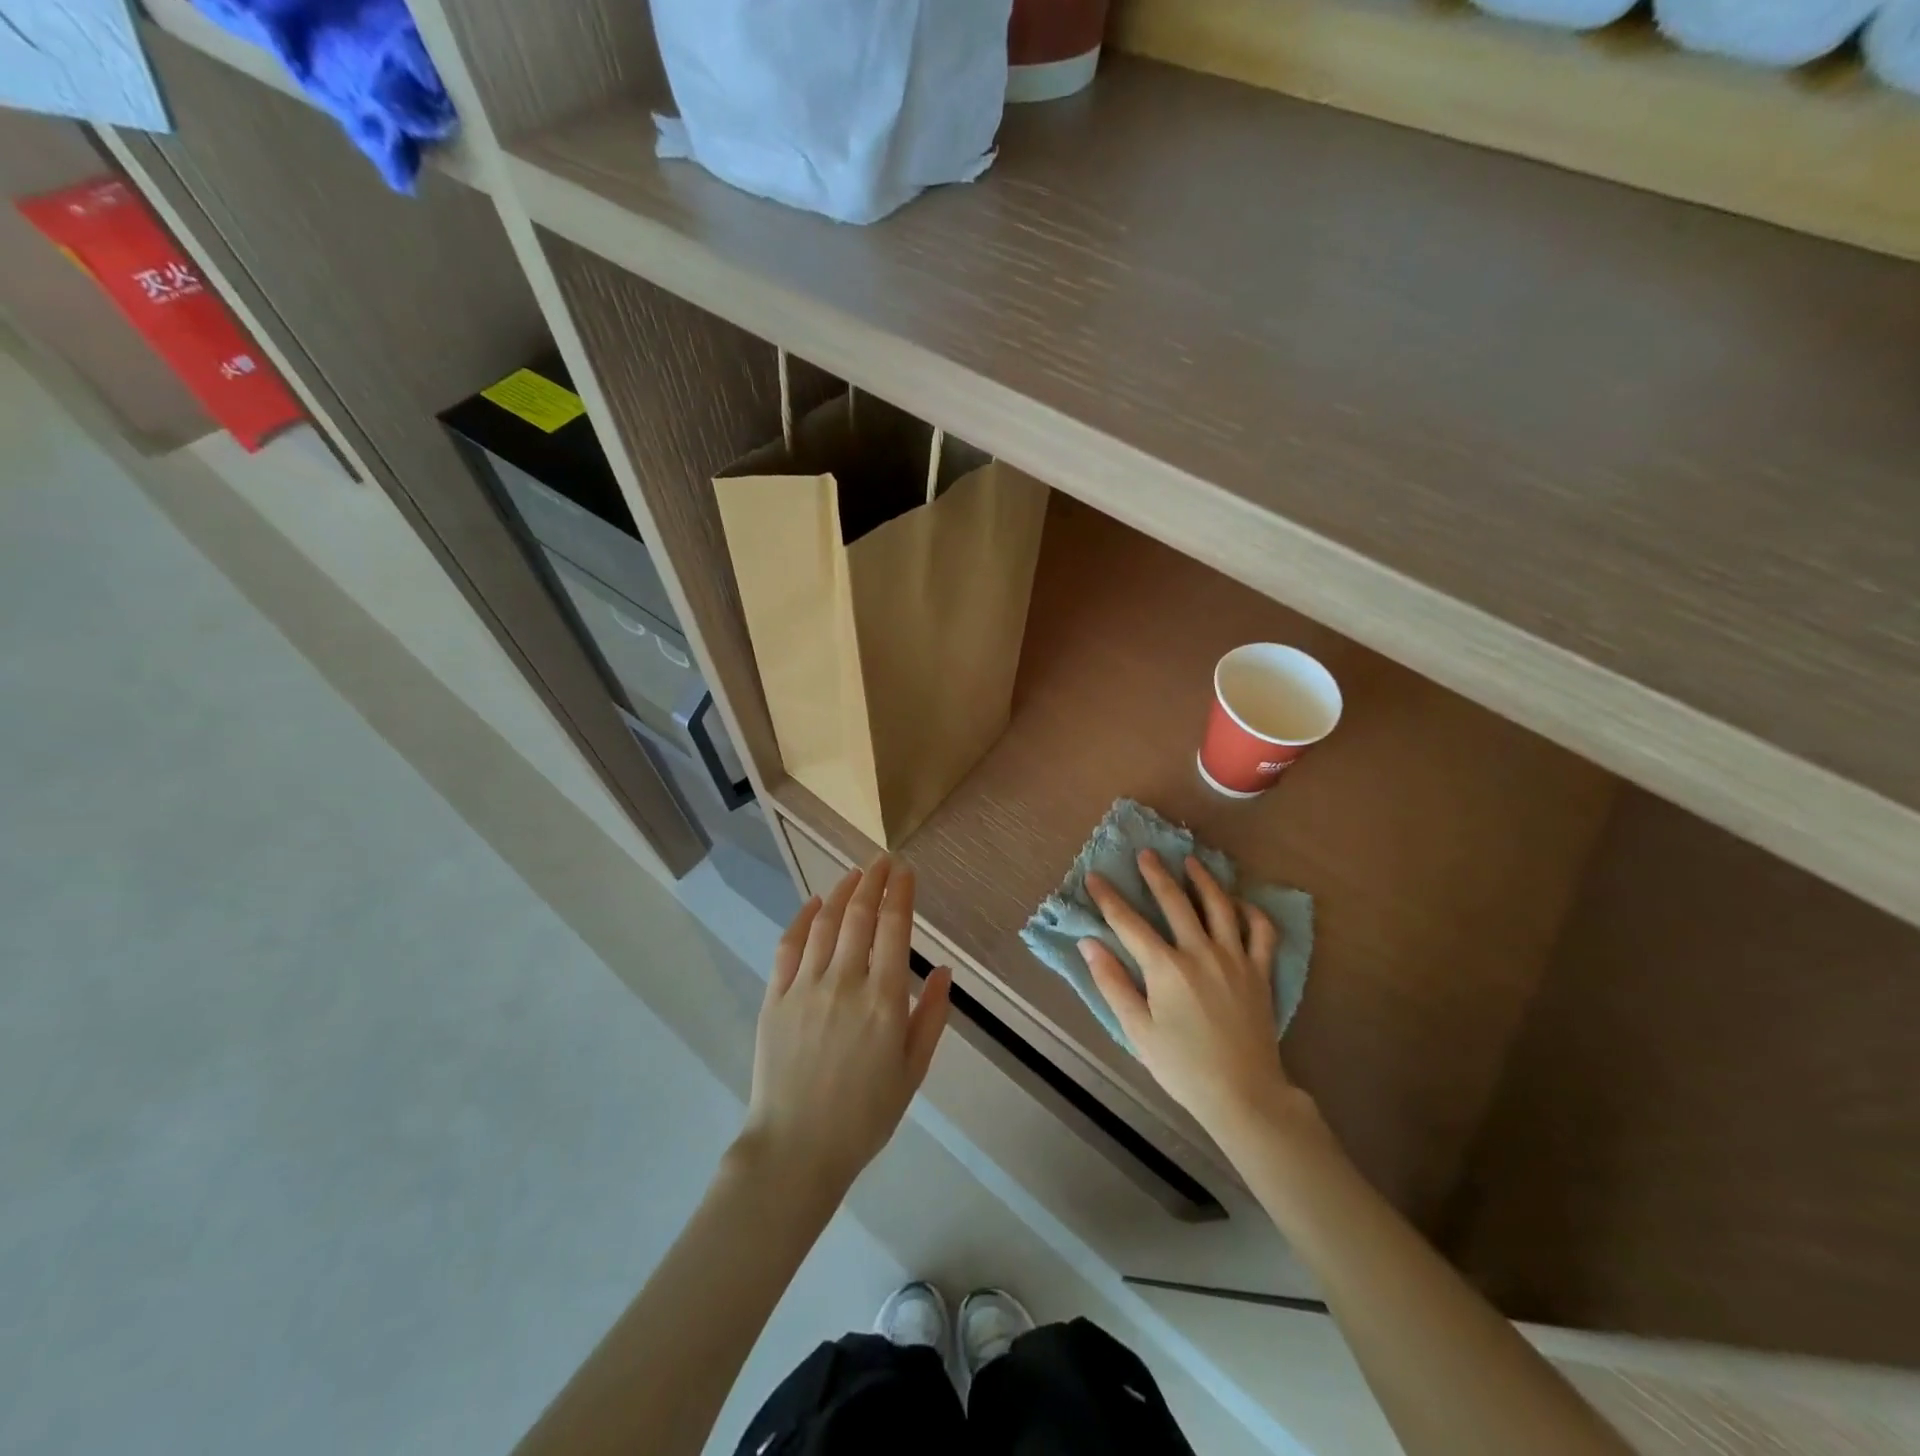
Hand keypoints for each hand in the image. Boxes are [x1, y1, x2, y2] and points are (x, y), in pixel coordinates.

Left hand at [738, 857, 951, 1203]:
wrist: (796, 1150)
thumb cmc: (864, 1116)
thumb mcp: (912, 1071)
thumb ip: (931, 1017)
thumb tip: (944, 970)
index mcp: (884, 1000)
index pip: (894, 928)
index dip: (901, 892)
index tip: (906, 870)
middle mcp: (845, 982)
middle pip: (859, 915)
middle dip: (874, 880)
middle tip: (883, 860)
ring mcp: (805, 987)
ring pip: (825, 923)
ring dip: (841, 891)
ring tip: (854, 873)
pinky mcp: (775, 997)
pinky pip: (789, 946)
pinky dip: (802, 918)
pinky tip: (813, 903)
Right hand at [1081, 850, 1309, 1147]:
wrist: (1245, 1095)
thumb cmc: (1183, 1066)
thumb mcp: (1137, 1030)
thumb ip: (1112, 983)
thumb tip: (1089, 943)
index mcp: (1166, 968)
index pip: (1129, 923)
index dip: (1108, 898)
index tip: (1094, 877)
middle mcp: (1201, 952)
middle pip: (1175, 902)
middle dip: (1156, 874)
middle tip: (1146, 853)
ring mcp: (1235, 959)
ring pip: (1220, 906)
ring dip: (1204, 880)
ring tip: (1192, 862)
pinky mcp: (1260, 972)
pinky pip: (1261, 931)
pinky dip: (1251, 911)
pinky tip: (1239, 902)